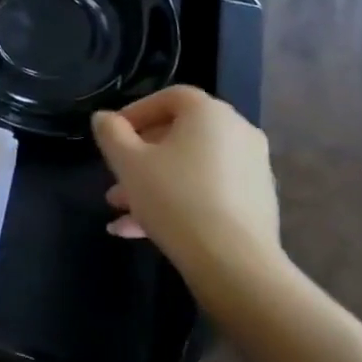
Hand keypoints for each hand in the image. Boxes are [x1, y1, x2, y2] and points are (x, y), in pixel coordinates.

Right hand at [91, 86, 281, 278]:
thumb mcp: (127, 162)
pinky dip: (178, 201)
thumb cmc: (174, 198)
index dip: (136, 112)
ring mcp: (252, 170)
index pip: (170, 97)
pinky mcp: (256, 203)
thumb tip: (105, 119)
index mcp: (210, 114)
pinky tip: (142, 231)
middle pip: (179, 135)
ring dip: (153, 184)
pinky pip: (208, 191)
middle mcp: (238, 133)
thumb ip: (110, 133)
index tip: (113, 136)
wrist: (234, 263)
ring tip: (120, 212)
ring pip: (190, 168)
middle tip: (114, 178)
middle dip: (140, 157)